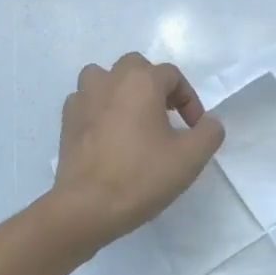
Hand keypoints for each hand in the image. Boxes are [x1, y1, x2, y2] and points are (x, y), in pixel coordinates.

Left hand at [50, 52, 225, 252]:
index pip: (172, 75)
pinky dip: (99, 109)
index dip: (189, 100)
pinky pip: (86, 101)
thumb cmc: (141, 177)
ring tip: (133, 118)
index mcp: (141, 82)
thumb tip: (207, 122)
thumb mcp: (191, 157)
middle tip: (166, 117)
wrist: (87, 206)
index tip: (194, 130)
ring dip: (122, 91)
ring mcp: (83, 98)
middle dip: (155, 87)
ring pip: (105, 78)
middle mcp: (109, 80)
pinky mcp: (66, 121)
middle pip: (137, 68)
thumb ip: (209, 132)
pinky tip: (108, 134)